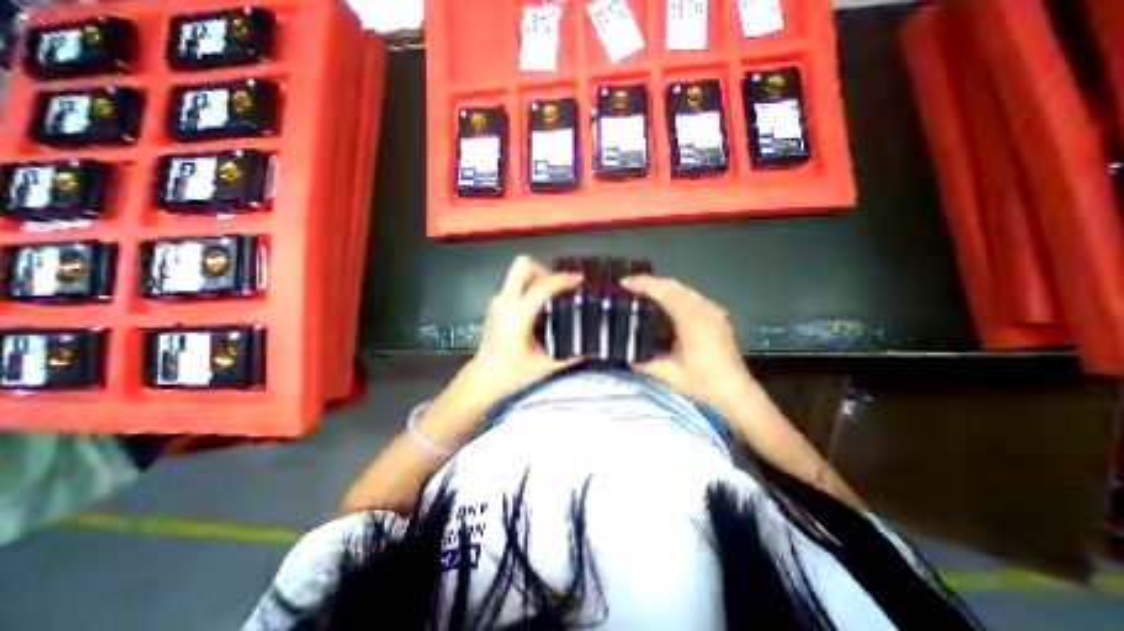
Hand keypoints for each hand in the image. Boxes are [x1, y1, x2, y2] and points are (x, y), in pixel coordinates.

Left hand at [442, 255, 579, 419]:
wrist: (483, 378)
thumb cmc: (512, 373)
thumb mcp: (545, 366)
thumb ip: (570, 356)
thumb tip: (592, 349)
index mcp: (518, 317)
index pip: (542, 287)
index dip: (562, 280)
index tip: (579, 281)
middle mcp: (505, 302)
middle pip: (522, 266)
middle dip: (544, 270)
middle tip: (558, 287)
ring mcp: (498, 301)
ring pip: (517, 272)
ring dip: (537, 276)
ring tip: (552, 295)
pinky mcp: (496, 303)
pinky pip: (515, 283)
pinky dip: (530, 285)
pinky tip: (540, 304)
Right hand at [619, 276, 757, 409]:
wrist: (735, 392)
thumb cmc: (703, 383)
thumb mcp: (669, 374)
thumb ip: (644, 362)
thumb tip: (624, 354)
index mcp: (692, 320)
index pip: (664, 292)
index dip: (643, 284)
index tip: (623, 283)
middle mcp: (704, 309)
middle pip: (673, 285)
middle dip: (649, 282)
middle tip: (628, 286)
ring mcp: (712, 310)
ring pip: (682, 288)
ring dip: (660, 287)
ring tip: (641, 292)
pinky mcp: (715, 314)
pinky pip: (690, 295)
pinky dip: (672, 293)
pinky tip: (663, 302)